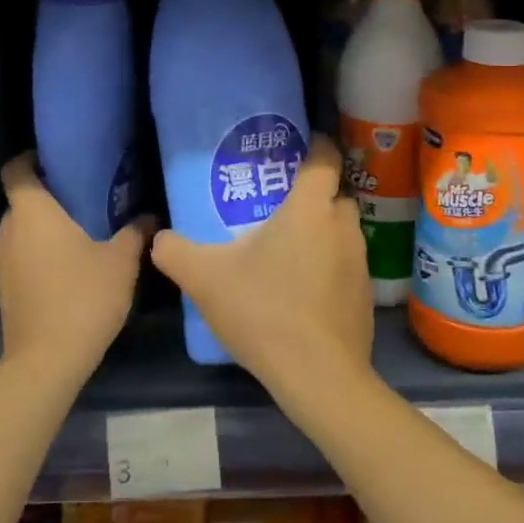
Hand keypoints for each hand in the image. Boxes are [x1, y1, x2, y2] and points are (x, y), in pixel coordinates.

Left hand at [0, 153, 151, 382]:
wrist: (47, 360)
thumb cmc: (83, 297)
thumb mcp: (121, 262)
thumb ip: (134, 233)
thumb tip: (149, 218)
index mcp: (32, 212)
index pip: (16, 170)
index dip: (29, 159)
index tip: (54, 159)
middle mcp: (9, 230)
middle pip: (21, 201)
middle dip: (46, 196)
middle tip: (81, 196)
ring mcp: (2, 262)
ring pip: (20, 230)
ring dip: (42, 227)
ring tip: (78, 230)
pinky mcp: (4, 288)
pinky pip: (20, 255)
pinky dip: (38, 252)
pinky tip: (67, 265)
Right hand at [150, 135, 374, 397]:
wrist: (319, 377)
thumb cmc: (264, 311)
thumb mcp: (205, 279)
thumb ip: (175, 252)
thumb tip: (158, 238)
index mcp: (310, 209)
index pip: (324, 158)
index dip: (314, 145)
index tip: (296, 147)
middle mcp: (342, 227)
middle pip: (334, 194)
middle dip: (312, 194)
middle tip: (278, 204)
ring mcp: (360, 263)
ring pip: (341, 232)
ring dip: (321, 233)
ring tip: (287, 250)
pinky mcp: (365, 297)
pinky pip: (346, 267)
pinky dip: (329, 268)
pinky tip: (302, 292)